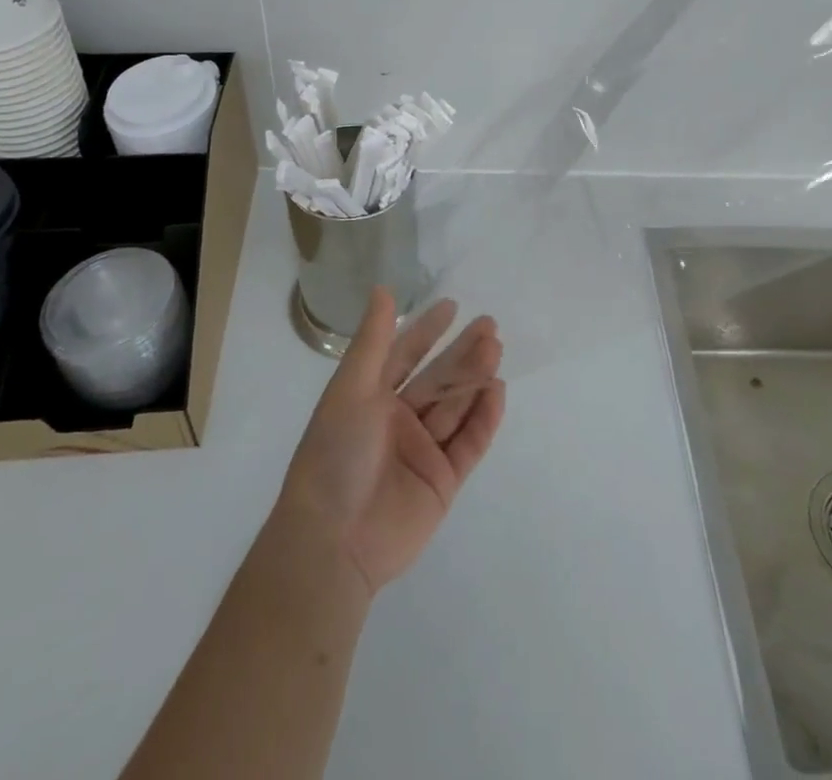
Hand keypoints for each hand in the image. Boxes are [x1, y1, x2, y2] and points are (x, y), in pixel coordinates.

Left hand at [277, 291, 505, 595]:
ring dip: (475, 377)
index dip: (426, 330)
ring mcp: (422, 452)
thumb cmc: (335, 455)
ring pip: (456, 406)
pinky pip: (469, 443)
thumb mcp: (350, 390)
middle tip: (489, 324)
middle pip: (438, 378)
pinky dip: (484, 418)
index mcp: (370, 399)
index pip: (404, 356)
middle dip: (462, 351)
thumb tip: (383, 289)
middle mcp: (397, 421)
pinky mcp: (443, 482)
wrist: (334, 542)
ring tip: (496, 348)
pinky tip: (497, 391)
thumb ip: (373, 341)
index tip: (452, 306)